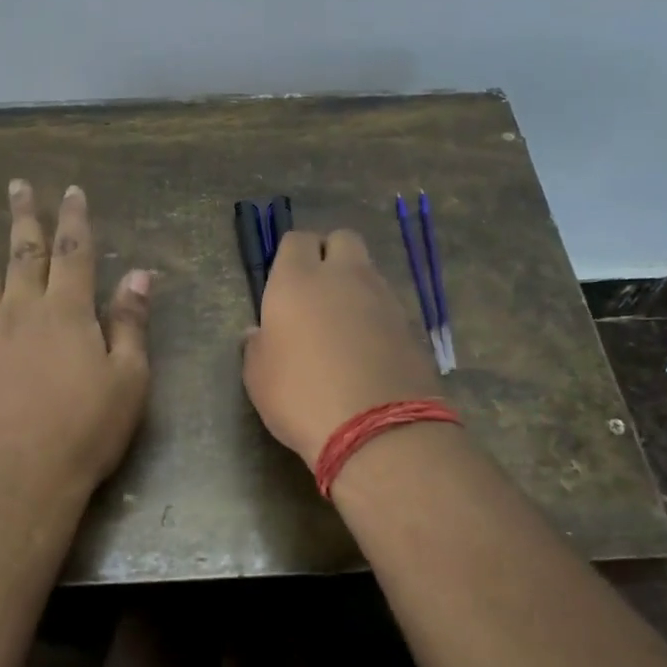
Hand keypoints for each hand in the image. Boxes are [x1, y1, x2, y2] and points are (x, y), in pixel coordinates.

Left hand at [0, 181, 150, 499]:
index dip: (74, 219)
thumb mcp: (129, 379)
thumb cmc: (86, 430)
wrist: (22, 477)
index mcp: (67, 313)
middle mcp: (21, 311)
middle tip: (17, 183)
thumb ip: (131, 324)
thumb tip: (139, 276)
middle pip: (23, 253)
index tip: (71, 190)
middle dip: (24, 216)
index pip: (74, 253)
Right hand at [242, 229, 442, 463]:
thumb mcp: (258, 377)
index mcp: (298, 280)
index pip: (296, 240)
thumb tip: (259, 331)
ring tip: (342, 325)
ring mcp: (383, 297)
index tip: (284, 283)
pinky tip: (367, 348)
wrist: (376, 428)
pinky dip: (376, 315)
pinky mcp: (410, 324)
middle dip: (330, 254)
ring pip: (368, 271)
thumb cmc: (300, 397)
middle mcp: (343, 277)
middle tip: (317, 291)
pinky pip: (388, 304)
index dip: (290, 256)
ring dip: (355, 285)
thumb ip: (257, 346)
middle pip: (342, 238)